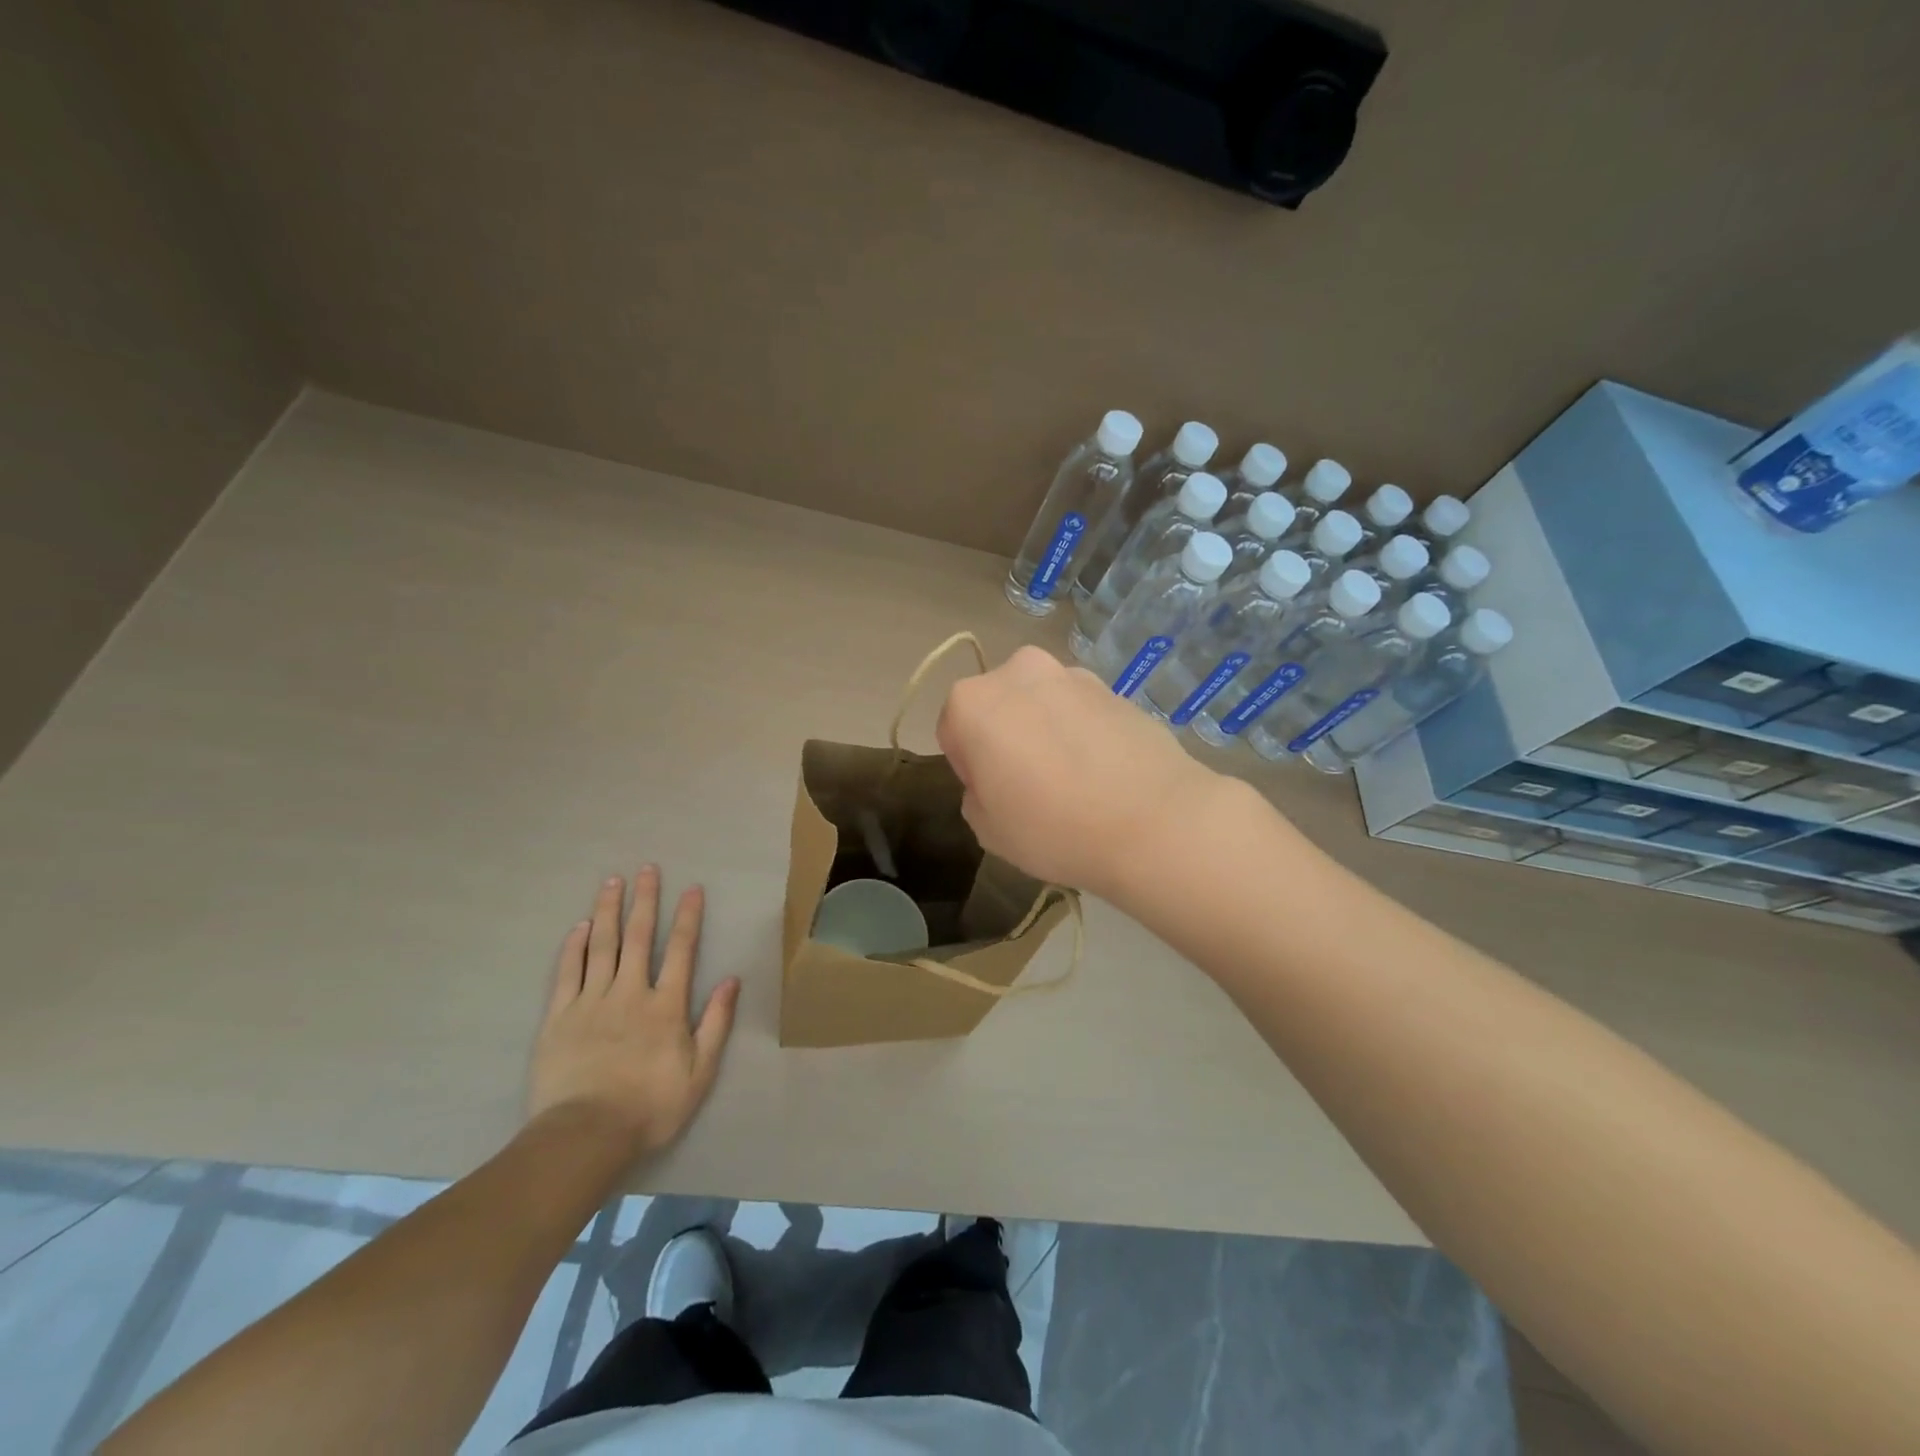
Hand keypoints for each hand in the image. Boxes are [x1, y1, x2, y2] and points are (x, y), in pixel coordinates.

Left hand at [527, 867, 740, 1156]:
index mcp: (666, 1006)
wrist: (585, 1136)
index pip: (681, 950)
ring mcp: (591, 1002)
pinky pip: (567, 973)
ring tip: (612, 882)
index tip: (692, 888)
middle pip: (638, 937)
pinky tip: (580, 926)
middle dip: (645, 900)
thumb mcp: (700, 1072)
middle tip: (647, 869)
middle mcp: (630, 993)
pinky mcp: (559, 1018)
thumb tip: (732, 980)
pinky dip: (574, 946)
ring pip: (602, 946)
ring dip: (609, 911)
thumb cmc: (650, 1107)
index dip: (688, 917)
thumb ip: (716, 1023)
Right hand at [935, 646, 1223, 896]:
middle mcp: (1019, 672)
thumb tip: (996, 781)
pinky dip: (1083, 732)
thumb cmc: (1053, 827)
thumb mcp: (988, 829)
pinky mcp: (1115, 688)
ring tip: (1073, 779)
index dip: (969, 765)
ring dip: (1045, 730)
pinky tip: (1104, 772)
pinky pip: (1081, 710)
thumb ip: (976, 796)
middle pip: (998, 706)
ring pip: (1041, 703)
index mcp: (973, 702)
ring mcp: (1072, 675)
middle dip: (1006, 736)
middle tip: (1030, 785)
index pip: (952, 729)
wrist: (1153, 821)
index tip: (994, 794)